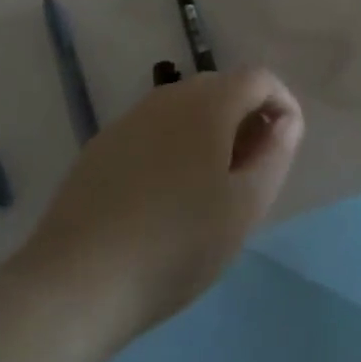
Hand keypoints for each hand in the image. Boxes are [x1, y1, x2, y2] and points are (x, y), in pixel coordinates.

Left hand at [20, 69, 303, 346]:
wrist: (75, 283)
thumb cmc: (176, 244)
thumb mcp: (245, 207)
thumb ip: (275, 154)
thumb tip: (285, 121)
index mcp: (209, 102)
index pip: (259, 77)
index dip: (282, 103)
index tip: (285, 146)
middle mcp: (169, 96)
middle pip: (221, 88)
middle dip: (246, 118)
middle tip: (250, 172)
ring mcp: (130, 119)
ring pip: (185, 110)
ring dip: (209, 134)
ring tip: (209, 189)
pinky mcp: (101, 147)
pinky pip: (153, 132)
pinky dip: (173, 148)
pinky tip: (163, 199)